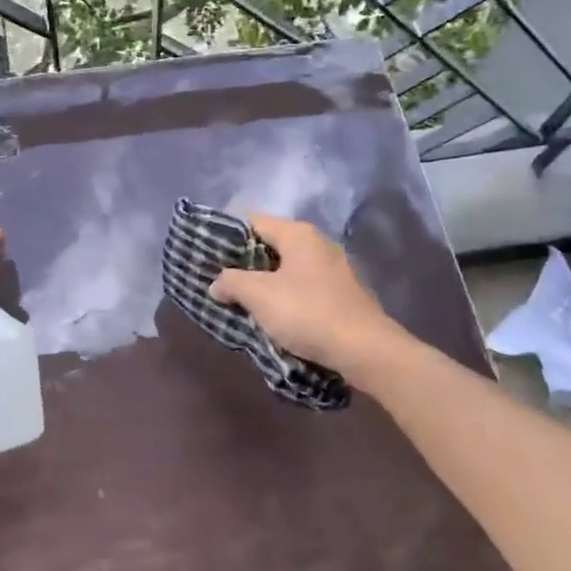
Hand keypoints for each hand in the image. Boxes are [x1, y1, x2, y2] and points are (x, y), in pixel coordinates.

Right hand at [210, 215, 400, 383]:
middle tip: (218, 279)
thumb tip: (217, 283)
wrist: (365, 350)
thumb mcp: (259, 296)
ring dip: (263, 282)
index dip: (226, 234)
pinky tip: (271, 315)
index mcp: (298, 234)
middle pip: (270, 245)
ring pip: (286, 268)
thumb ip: (231, 282)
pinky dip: (283, 296)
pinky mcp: (340, 294)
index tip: (205, 252)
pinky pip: (302, 287)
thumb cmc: (307, 313)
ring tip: (239, 300)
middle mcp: (317, 244)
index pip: (253, 221)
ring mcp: (333, 269)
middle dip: (243, 262)